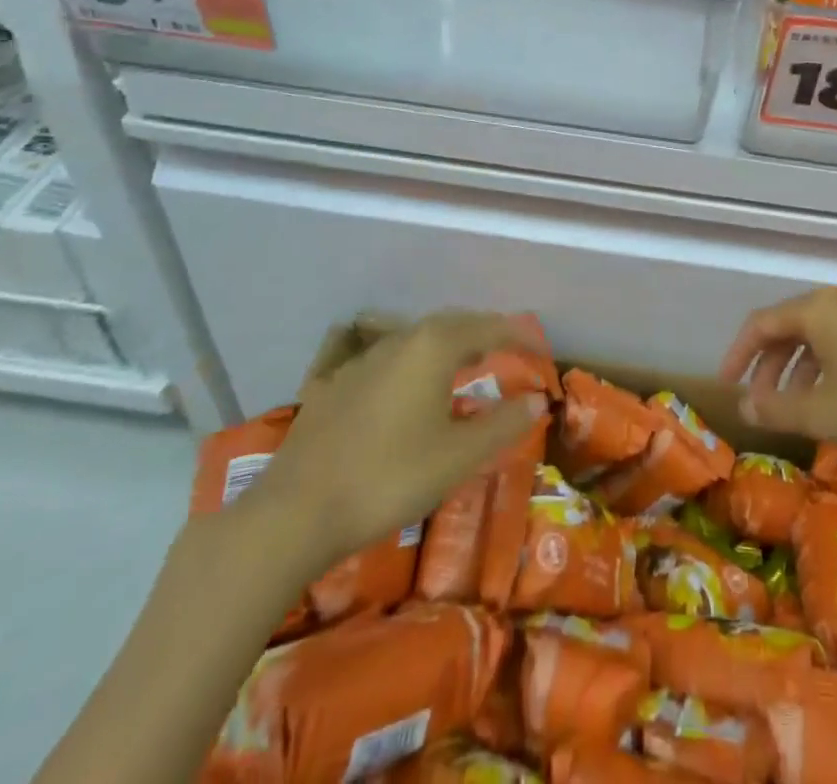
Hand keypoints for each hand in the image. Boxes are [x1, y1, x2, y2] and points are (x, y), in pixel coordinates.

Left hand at [236, 312, 547, 588]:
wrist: (295, 512)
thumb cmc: (390, 478)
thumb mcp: (459, 457)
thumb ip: (503, 424)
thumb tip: (537, 400)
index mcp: (434, 346)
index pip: (489, 328)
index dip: (519, 336)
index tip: (541, 349)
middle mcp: (399, 339)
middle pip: (452, 324)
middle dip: (483, 333)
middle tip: (507, 351)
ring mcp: (362, 359)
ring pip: (416, 338)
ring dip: (448, 346)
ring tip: (465, 364)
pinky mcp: (334, 384)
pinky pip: (387, 359)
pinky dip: (412, 363)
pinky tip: (408, 388)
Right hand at [719, 287, 836, 526]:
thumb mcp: (827, 413)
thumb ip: (778, 408)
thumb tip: (744, 406)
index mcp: (818, 309)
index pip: (761, 323)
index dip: (738, 354)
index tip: (728, 386)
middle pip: (789, 326)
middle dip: (769, 364)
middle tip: (760, 402)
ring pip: (818, 334)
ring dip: (798, 368)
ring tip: (795, 407)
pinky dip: (827, 366)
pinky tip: (836, 400)